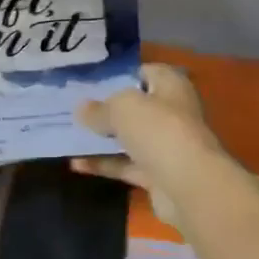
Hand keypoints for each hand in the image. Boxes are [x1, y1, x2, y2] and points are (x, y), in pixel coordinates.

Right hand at [70, 63, 226, 189]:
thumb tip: (82, 109)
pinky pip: (126, 165)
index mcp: (171, 86)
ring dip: (104, 138)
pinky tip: (76, 164)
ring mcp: (166, 146)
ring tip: (70, 134)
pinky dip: (104, 164)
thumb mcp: (122, 108)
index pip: (146, 72)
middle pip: (137, 107)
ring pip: (130, 138)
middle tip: (76, 108)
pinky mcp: (158, 175)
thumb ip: (100, 109)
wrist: (189, 186)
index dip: (121, 75)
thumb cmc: (159, 129)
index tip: (92, 81)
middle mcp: (172, 113)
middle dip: (109, 108)